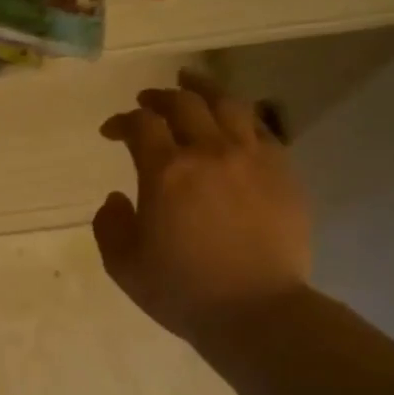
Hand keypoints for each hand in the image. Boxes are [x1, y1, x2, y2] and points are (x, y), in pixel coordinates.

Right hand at [95, 69, 311, 344]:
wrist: (255, 310)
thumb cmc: (181, 290)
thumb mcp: (123, 264)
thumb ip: (110, 225)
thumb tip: (117, 197)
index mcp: (166, 172)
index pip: (141, 125)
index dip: (122, 122)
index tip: (111, 131)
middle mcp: (209, 152)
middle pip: (184, 104)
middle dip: (159, 97)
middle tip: (146, 101)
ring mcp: (252, 158)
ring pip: (228, 105)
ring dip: (204, 90)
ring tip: (192, 84)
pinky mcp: (283, 172)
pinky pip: (262, 129)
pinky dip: (241, 117)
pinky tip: (234, 122)